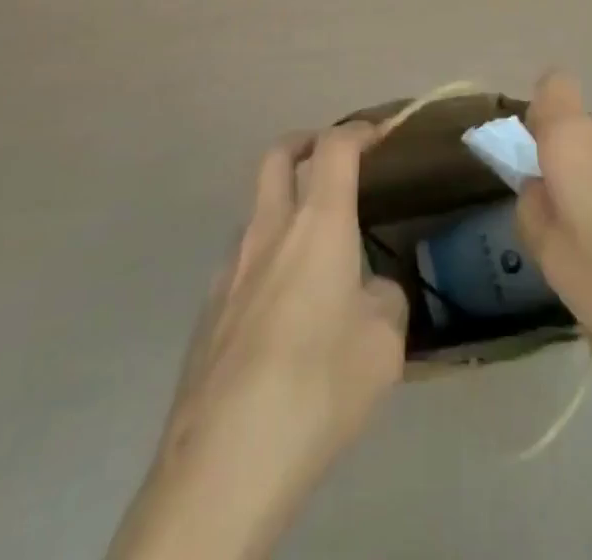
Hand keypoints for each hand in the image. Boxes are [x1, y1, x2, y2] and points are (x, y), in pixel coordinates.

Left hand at [113, 124, 406, 559]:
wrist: (224, 461)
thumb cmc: (318, 385)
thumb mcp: (384, 344)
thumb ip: (383, 301)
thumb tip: (369, 293)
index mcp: (318, 223)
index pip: (335, 148)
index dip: (358, 130)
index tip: (378, 132)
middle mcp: (269, 230)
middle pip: (278, 156)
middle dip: (305, 143)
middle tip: (329, 157)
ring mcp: (230, 268)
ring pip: (256, 210)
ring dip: (283, 206)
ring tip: (313, 249)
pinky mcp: (207, 310)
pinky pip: (241, 262)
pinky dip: (265, 258)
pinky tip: (281, 310)